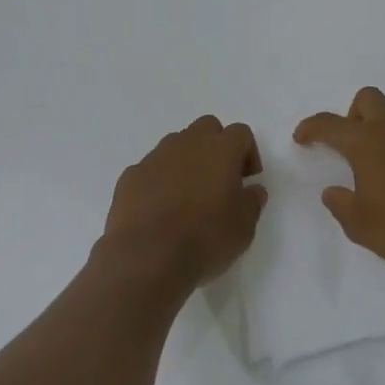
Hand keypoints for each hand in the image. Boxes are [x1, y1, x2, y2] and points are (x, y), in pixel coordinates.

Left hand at [103, 116, 266, 288]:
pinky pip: (151, 169)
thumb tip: (253, 190)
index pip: (241, 133)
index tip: (248, 180)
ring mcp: (155, 157)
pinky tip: (160, 209)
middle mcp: (187, 143)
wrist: (148, 256)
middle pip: (207, 127)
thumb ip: (252, 202)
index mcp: (221, 149)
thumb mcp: (244, 227)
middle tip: (220, 180)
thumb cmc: (205, 238)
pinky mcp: (130, 175)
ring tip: (188, 196)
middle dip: (216, 146)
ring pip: (176, 145)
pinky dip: (159, 181)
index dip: (248, 153)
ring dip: (186, 161)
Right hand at [294, 87, 384, 275]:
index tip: (301, 137)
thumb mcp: (360, 225)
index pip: (330, 124)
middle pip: (368, 100)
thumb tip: (333, 192)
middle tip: (349, 147)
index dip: (311, 127)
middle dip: (352, 115)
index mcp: (368, 144)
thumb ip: (341, 205)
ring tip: (383, 179)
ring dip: (383, 140)